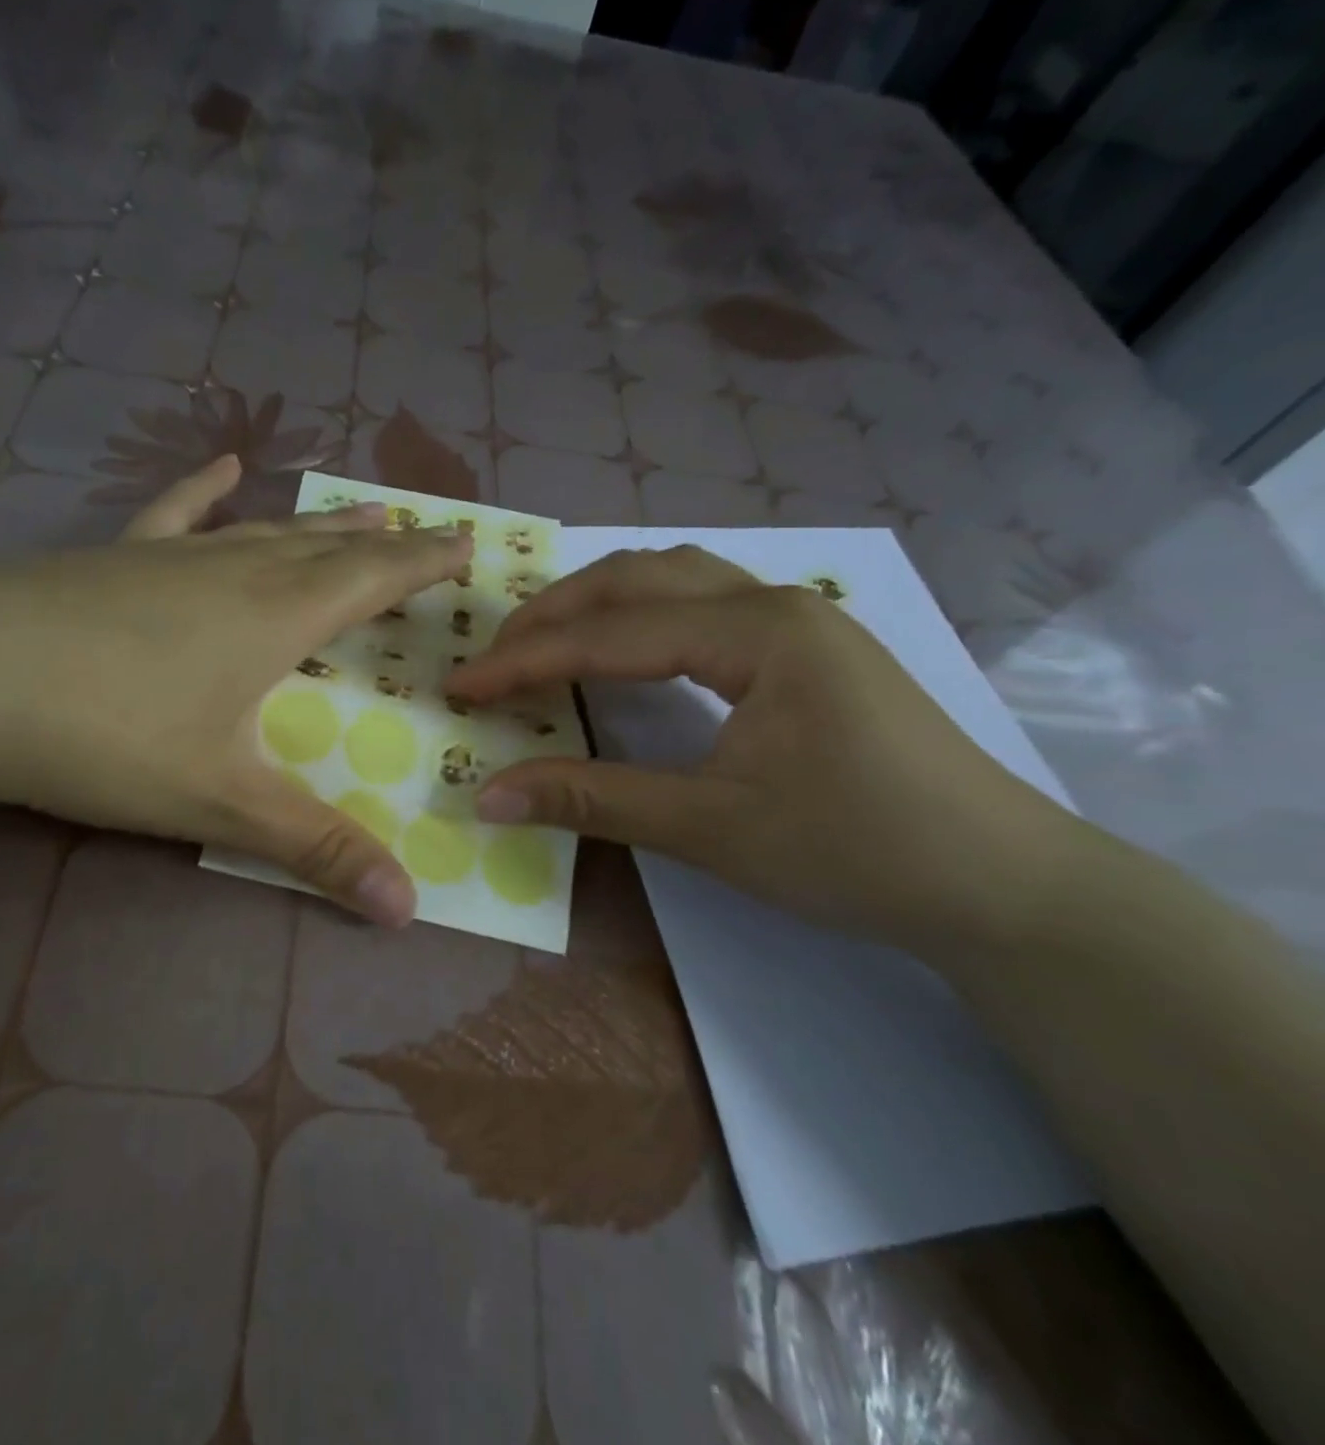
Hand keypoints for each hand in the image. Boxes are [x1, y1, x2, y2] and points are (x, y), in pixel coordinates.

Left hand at [0, 457, 468, 926]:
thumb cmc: (105, 736)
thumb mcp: (221, 803)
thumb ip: (316, 850)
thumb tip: (407, 911)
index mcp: (275, 618)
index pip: (372, 581)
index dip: (423, 563)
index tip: (465, 544)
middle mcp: (234, 573)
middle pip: (326, 550)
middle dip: (383, 545)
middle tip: (423, 532)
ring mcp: (170, 558)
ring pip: (264, 531)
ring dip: (317, 525)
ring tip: (359, 512)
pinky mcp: (111, 558)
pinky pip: (173, 514)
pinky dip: (204, 490)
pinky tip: (223, 466)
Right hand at [442, 545, 1075, 957]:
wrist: (1002, 883)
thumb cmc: (857, 851)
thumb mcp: (711, 828)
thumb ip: (593, 800)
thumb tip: (488, 796)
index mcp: (757, 632)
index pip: (610, 634)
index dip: (526, 661)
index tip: (461, 685)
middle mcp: (774, 602)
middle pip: (637, 579)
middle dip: (552, 615)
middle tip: (492, 659)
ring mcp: (796, 619)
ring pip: (672, 580)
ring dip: (596, 605)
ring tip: (541, 643)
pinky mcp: (805, 647)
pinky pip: (700, 606)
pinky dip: (639, 618)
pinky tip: (620, 649)